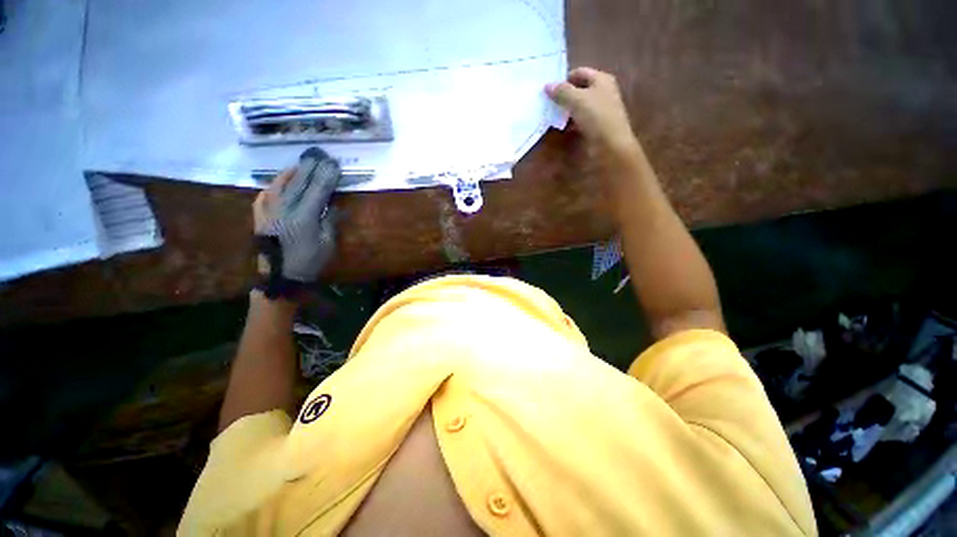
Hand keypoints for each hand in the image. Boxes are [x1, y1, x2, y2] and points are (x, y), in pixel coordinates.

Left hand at [254, 147, 341, 297]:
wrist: (280, 277)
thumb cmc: (309, 263)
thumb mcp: (327, 244)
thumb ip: (329, 222)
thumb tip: (332, 206)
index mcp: (304, 217)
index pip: (317, 190)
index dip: (326, 176)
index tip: (333, 164)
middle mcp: (284, 209)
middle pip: (299, 183)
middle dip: (310, 168)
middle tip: (319, 156)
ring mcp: (268, 212)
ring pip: (278, 186)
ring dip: (290, 173)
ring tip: (298, 164)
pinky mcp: (259, 218)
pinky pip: (263, 197)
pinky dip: (270, 188)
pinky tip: (275, 185)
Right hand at [546, 67, 636, 153]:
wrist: (610, 144)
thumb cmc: (596, 117)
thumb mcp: (577, 100)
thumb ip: (561, 91)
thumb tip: (547, 86)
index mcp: (601, 79)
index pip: (579, 72)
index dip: (564, 79)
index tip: (549, 90)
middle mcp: (602, 91)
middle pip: (579, 89)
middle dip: (564, 95)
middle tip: (548, 103)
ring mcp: (599, 109)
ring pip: (578, 105)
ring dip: (566, 110)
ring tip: (551, 115)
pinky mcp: (595, 125)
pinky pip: (580, 119)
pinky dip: (570, 122)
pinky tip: (561, 127)